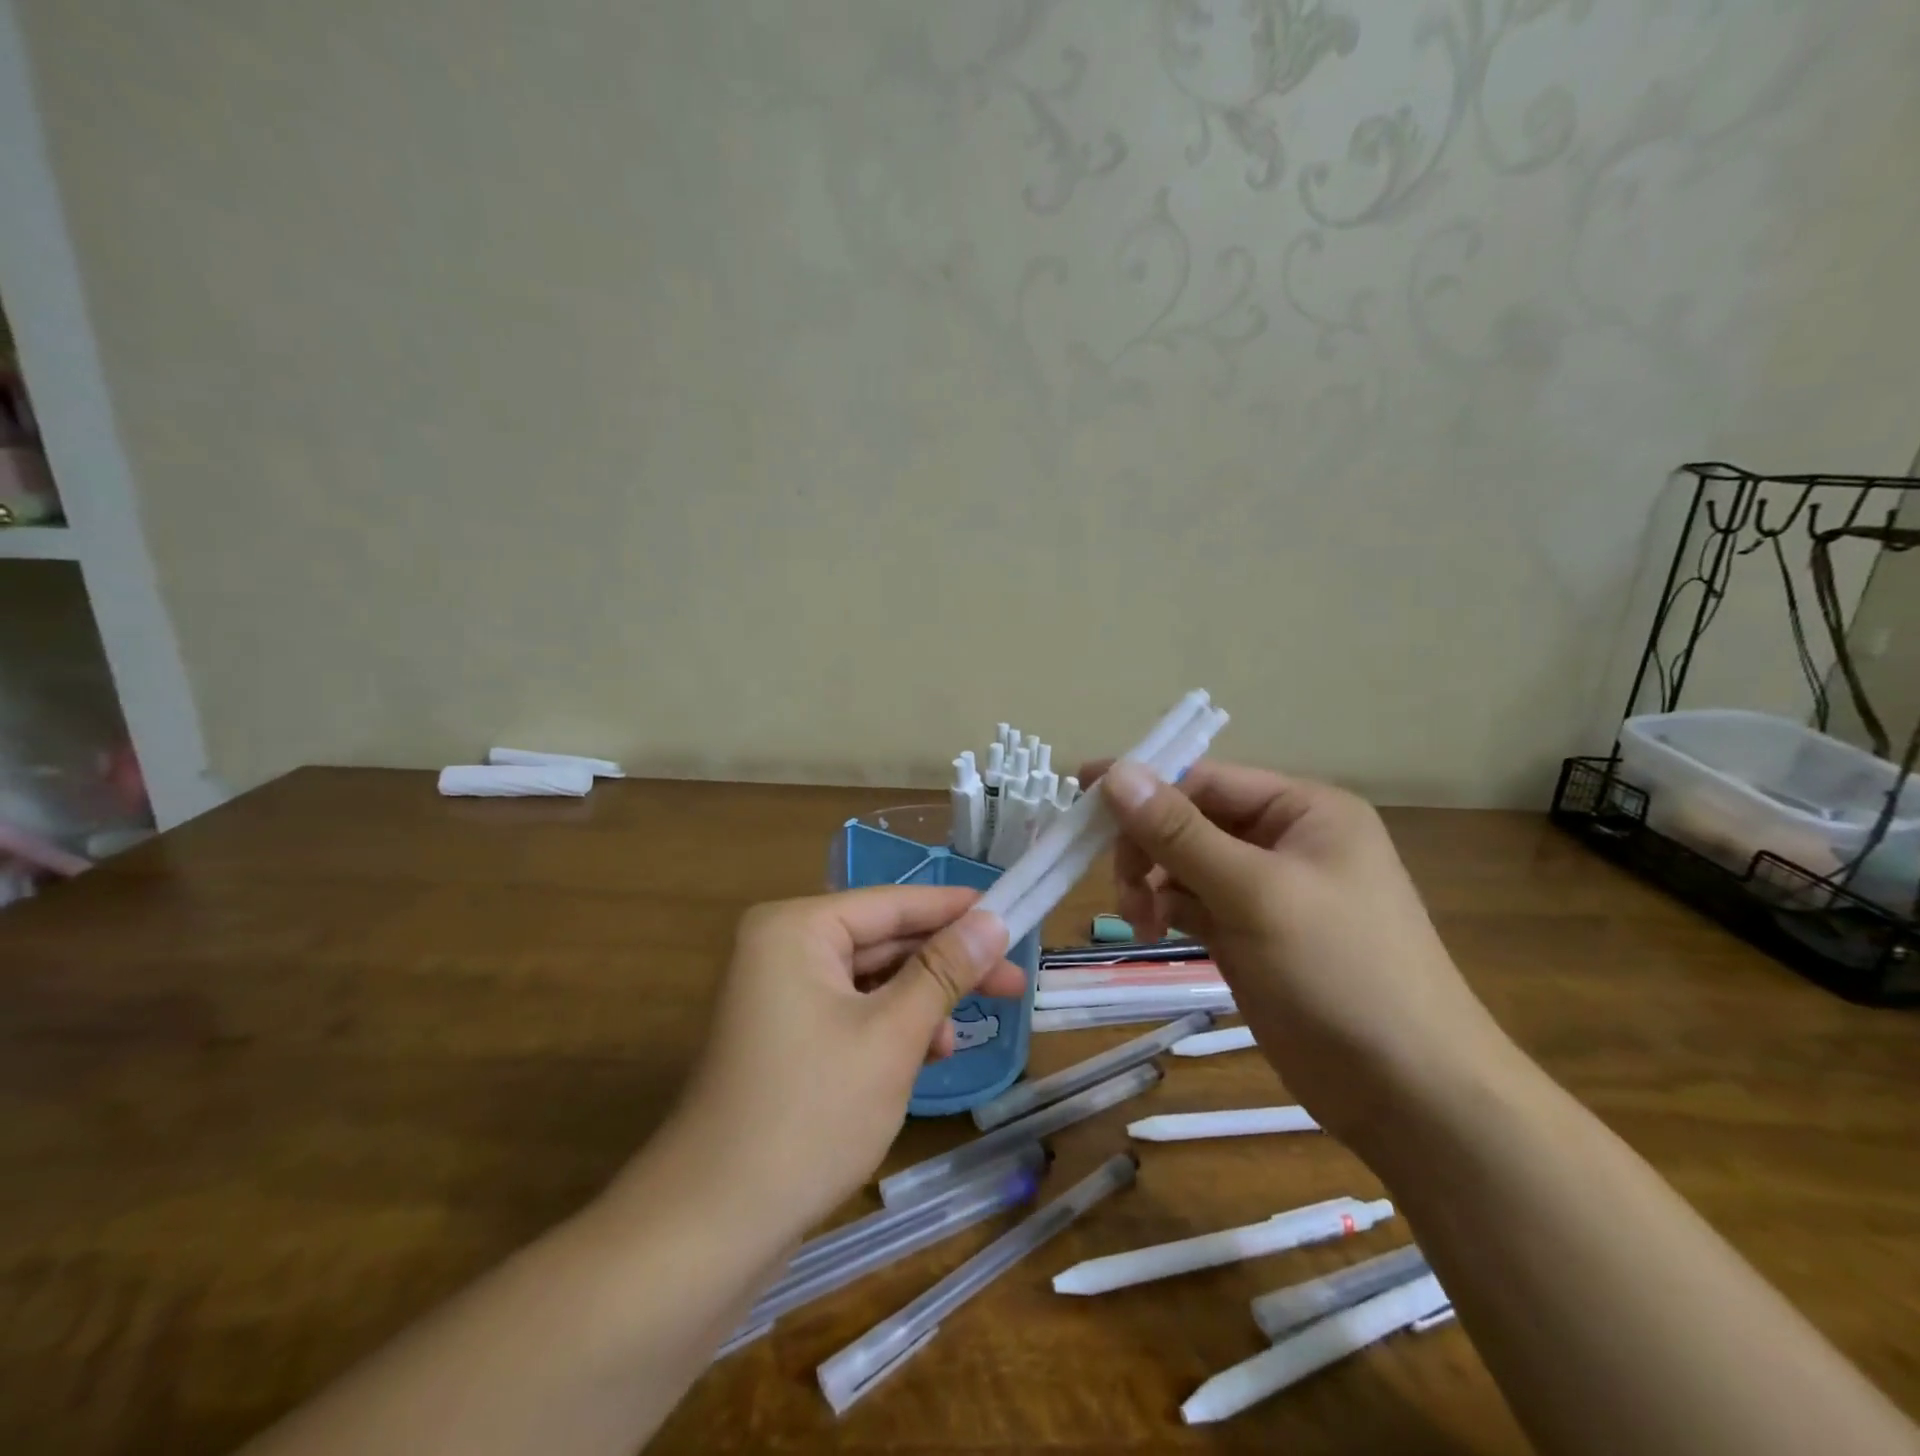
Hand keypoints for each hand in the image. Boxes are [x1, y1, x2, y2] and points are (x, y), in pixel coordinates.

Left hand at [649, 888, 1020, 1243]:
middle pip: (883, 940)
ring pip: (870, 979)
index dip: (956, 909)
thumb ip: (945, 971)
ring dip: (922, 1001)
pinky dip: (891, 1027)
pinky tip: (929, 1053)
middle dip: (946, 964)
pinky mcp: (784, 1035)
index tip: (1015, 913)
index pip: (893, 903)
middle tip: (1013, 980)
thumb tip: (994, 919)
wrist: (713, 1226)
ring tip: (970, 1028)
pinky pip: (851, 1011)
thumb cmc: (811, 1114)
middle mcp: (783, 947)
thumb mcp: (892, 1035)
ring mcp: (779, 993)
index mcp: (796, 928)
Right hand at [1088, 758, 1514, 1149]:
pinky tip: (1152, 929)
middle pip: (1189, 820)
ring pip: (1185, 864)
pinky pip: (1193, 903)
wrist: (1409, 1093)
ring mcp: (1268, 890)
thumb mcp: (1254, 892)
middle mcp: (1285, 840)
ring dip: (1152, 883)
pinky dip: (1166, 909)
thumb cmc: (1339, 972)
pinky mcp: (1251, 934)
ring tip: (1138, 921)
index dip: (1142, 787)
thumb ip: (1179, 832)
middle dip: (1147, 847)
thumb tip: (1116, 772)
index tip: (1080, 800)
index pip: (1204, 779)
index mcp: (1303, 810)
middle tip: (1120, 887)